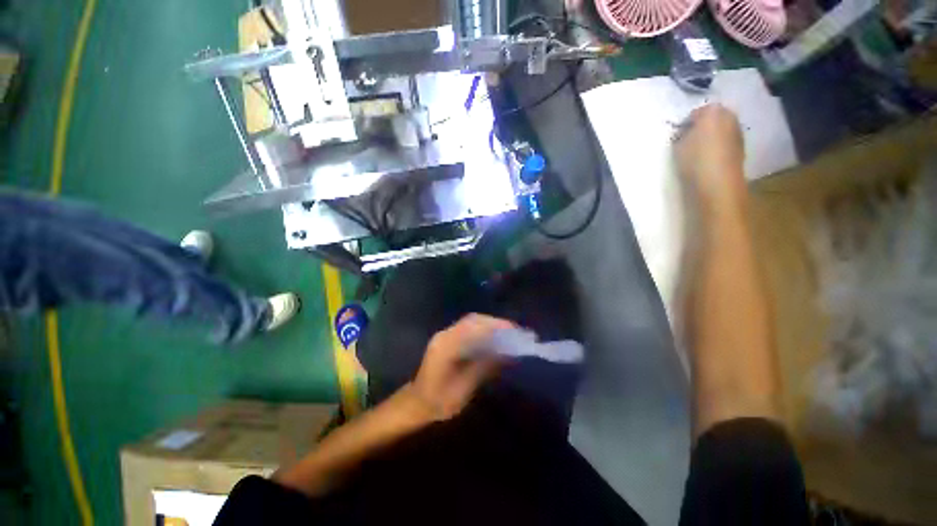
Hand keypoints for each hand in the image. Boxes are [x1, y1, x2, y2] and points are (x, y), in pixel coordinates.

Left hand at [408, 314, 515, 420]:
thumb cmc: (438, 401)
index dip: (494, 325)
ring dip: (491, 324)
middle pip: (473, 320)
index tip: (514, 330)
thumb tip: (507, 354)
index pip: (473, 327)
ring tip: (510, 333)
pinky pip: (469, 327)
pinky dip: (485, 329)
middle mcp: (445, 334)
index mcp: (445, 346)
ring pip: (472, 321)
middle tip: (516, 331)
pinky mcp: (449, 338)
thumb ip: (483, 369)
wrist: (417, 403)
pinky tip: (495, 337)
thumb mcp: (463, 390)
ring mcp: (446, 334)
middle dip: (496, 323)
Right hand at [674, 104, 745, 204]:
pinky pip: (725, 143)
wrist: (718, 183)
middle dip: (702, 127)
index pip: (696, 112)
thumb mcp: (678, 145)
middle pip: (712, 119)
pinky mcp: (740, 148)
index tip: (678, 135)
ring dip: (710, 138)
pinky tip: (707, 160)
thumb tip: (684, 133)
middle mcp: (730, 117)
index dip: (686, 123)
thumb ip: (682, 135)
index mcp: (713, 111)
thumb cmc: (695, 160)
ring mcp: (738, 133)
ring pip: (720, 131)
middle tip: (687, 141)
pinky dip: (717, 148)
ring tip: (697, 153)